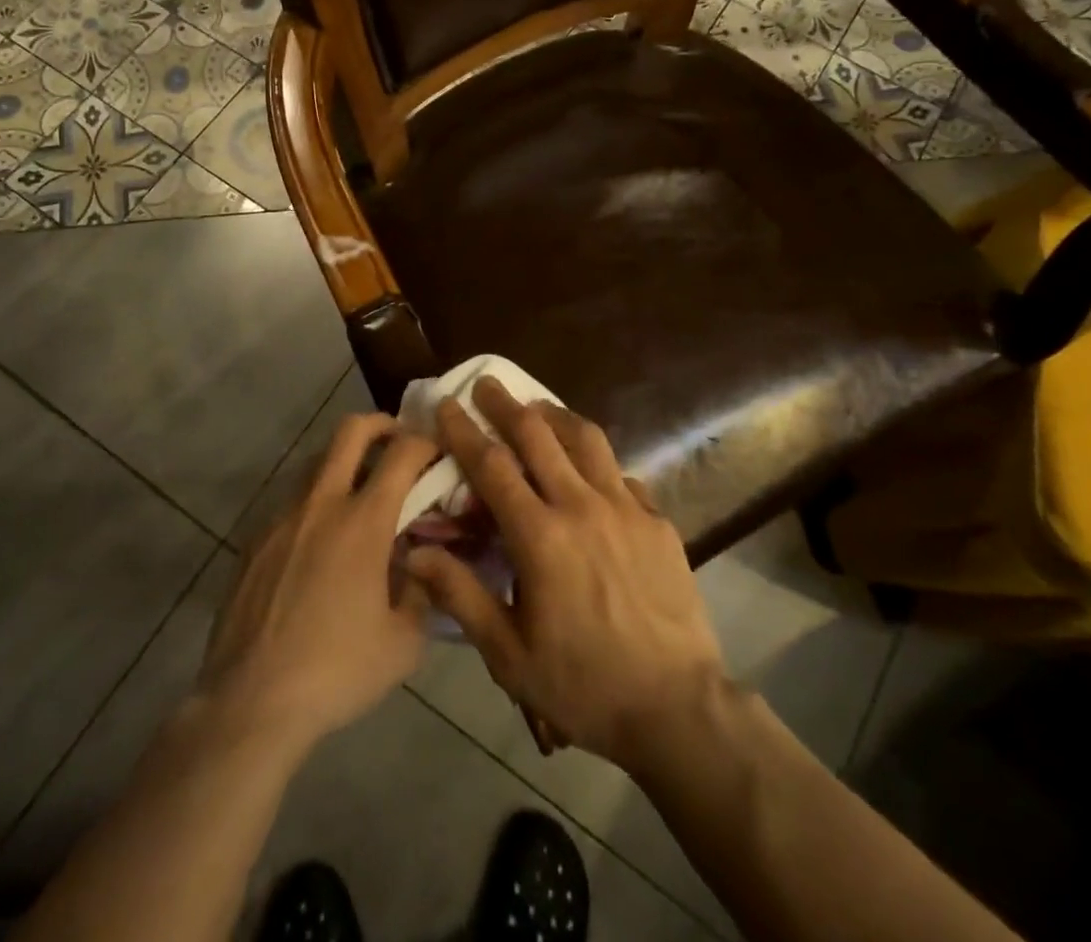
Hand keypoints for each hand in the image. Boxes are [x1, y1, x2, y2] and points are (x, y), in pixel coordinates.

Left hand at [198, 413, 438, 751]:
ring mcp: (281, 517)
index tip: (440, 452)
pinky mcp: (254, 539)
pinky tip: (320, 545)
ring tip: (360, 499)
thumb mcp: (404, 643)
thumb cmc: (336, 671)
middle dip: (381, 424)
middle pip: (350, 430)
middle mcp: (321, 503)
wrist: (250, 702)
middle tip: (398, 444)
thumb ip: (423, 592)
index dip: (427, 442)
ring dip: (344, 464)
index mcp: (363, 521)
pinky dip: (315, 504)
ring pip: (316, 462)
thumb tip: (421, 564)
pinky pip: (291, 502)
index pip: (403, 453)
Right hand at [404, 379, 726, 771]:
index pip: (493, 466)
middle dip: (507, 405)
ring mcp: (626, 509)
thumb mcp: (508, 653)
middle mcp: (581, 506)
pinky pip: (621, 474)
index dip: (465, 431)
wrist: (677, 707)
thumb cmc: (583, 685)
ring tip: (538, 409)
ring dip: (556, 417)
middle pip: (539, 436)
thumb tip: (413, 552)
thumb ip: (460, 595)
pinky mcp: (657, 521)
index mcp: (540, 536)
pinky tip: (591, 472)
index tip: (449, 403)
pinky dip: (597, 462)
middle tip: (488, 383)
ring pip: (587, 440)